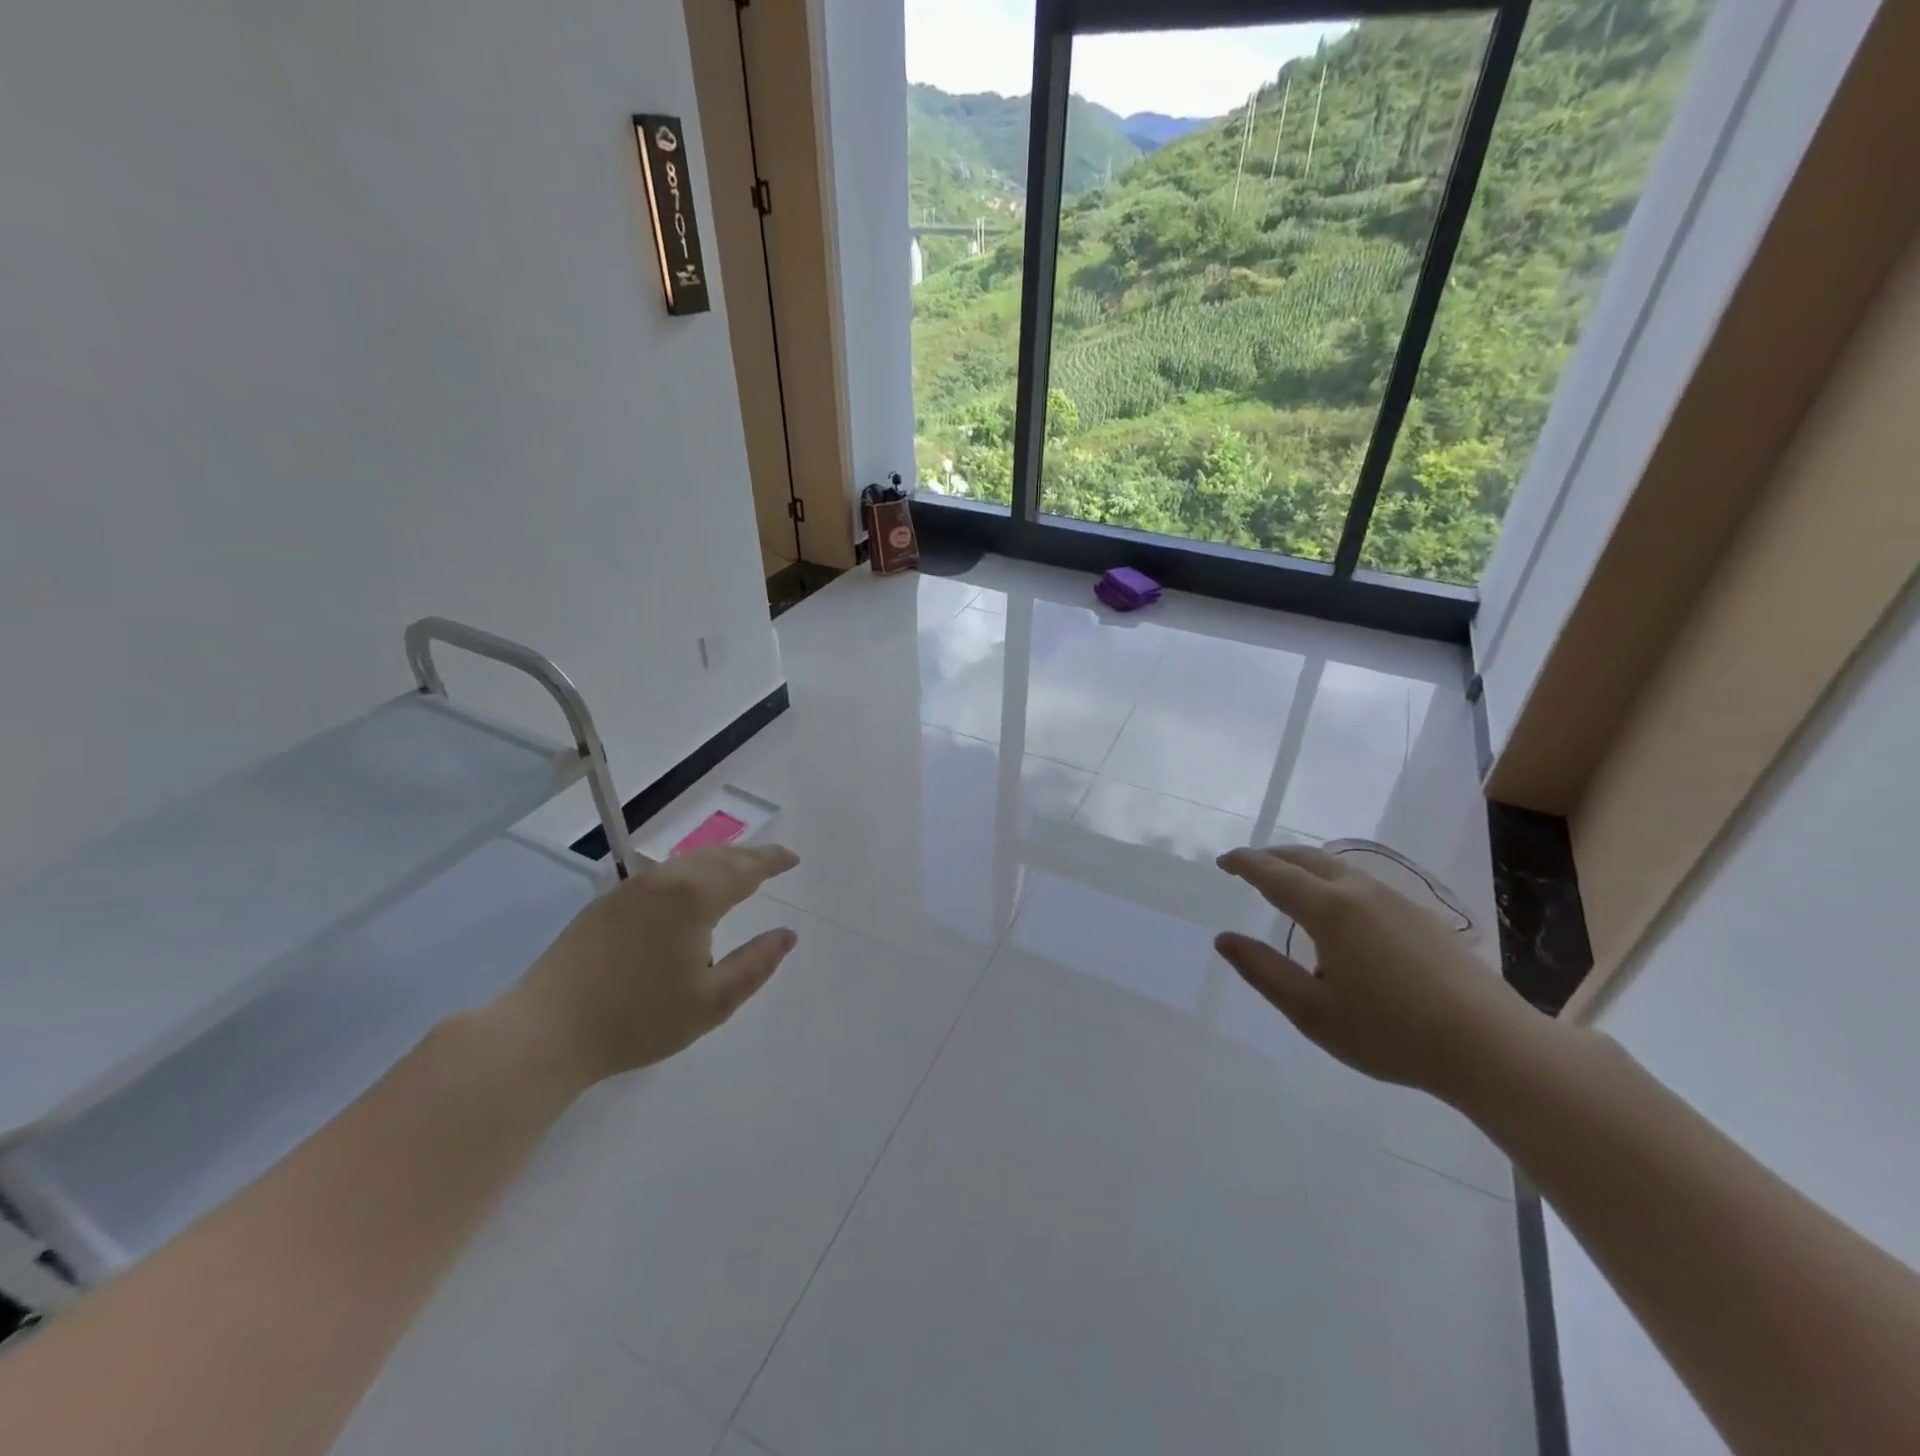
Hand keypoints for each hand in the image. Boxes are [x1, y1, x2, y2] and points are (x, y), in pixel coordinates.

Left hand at [498, 844, 800, 1088]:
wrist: (546, 1030)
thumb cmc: (638, 1019)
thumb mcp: (712, 1002)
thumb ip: (756, 964)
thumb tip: (787, 935)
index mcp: (694, 897)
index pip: (745, 869)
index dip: (772, 861)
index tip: (793, 859)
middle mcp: (664, 880)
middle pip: (716, 857)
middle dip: (748, 856)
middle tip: (771, 861)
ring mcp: (631, 889)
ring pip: (686, 862)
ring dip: (718, 861)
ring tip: (737, 871)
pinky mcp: (606, 903)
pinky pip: (663, 874)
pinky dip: (690, 873)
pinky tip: (689, 890)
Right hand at [1215, 844, 1540, 1102]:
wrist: (1492, 1047)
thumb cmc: (1391, 1032)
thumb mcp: (1312, 1011)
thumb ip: (1263, 971)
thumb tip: (1224, 940)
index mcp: (1329, 910)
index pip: (1273, 873)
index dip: (1244, 863)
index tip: (1222, 861)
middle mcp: (1360, 892)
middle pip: (1306, 858)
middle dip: (1271, 856)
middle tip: (1247, 866)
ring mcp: (1395, 900)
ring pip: (1337, 866)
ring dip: (1303, 865)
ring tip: (1286, 882)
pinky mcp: (1419, 915)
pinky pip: (1360, 881)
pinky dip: (1330, 879)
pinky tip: (1336, 908)